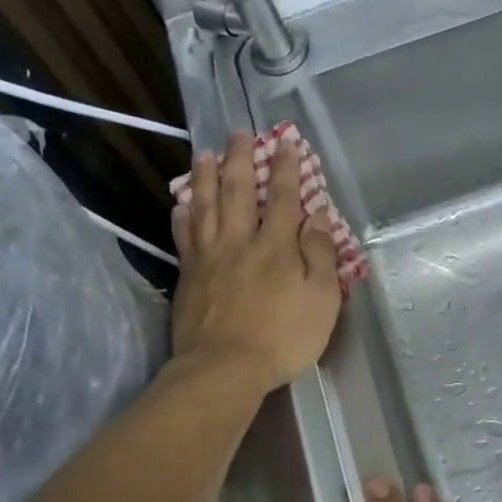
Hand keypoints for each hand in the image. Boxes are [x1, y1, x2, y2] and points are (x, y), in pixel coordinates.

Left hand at [171, 132, 342, 391]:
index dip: (286, 169)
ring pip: (205, 206)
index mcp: (276, 247)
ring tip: (205, 154)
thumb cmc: (282, 338)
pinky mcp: (188, 276)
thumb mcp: (321, 301)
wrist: (224, 368)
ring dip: (206, 177)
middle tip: (238, 134)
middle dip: (241, 160)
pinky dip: (182, 216)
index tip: (286, 143)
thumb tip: (318, 216)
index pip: (284, 199)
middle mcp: (239, 242)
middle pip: (239, 192)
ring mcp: (209, 258)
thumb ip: (320, 256)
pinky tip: (180, 204)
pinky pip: (183, 237)